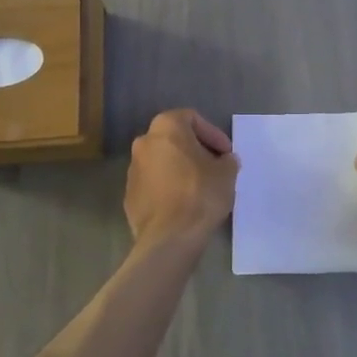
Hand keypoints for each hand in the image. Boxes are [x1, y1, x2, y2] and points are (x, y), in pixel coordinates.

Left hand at [125, 110, 238, 248]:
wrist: (169, 238)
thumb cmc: (200, 194)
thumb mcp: (227, 173)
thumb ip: (227, 160)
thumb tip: (225, 161)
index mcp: (166, 128)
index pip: (192, 119)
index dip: (213, 134)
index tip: (226, 154)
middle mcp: (144, 142)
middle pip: (174, 139)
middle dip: (195, 150)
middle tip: (214, 167)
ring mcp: (132, 169)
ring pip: (162, 161)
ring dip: (180, 169)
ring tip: (200, 187)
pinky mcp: (129, 195)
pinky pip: (153, 184)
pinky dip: (168, 188)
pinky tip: (183, 204)